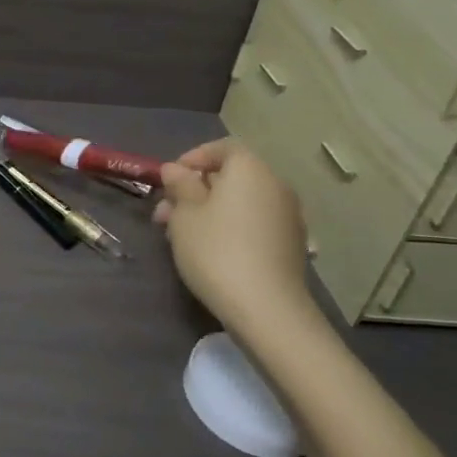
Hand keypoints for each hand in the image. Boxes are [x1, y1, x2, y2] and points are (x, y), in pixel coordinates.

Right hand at [152, 138, 311, 328]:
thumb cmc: (216, 250)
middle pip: (230, 177)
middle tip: (165, 214)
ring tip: (181, 235)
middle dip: (195, 190)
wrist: (267, 308)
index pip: (222, 148)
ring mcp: (288, 216)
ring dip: (209, 210)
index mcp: (250, 169)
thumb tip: (176, 169)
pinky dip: (231, 226)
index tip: (169, 180)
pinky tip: (210, 250)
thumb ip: (180, 185)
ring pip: (240, 202)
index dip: (192, 158)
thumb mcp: (185, 214)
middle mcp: (275, 185)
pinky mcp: (291, 244)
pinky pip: (254, 222)